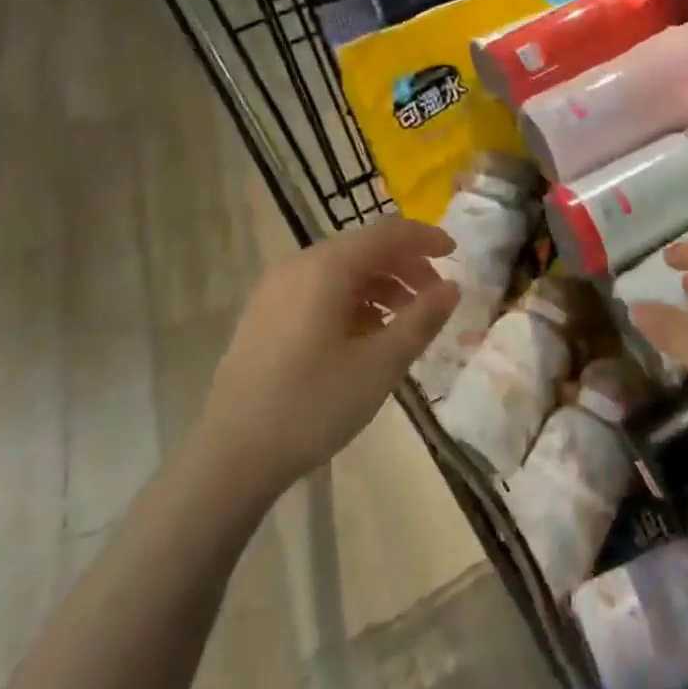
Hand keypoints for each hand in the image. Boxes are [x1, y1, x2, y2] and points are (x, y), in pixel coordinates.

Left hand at [205, 218, 459, 491]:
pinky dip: (353, 300)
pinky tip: (366, 335)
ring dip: (381, 285)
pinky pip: (319, 290)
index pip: (388, 232)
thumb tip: (452, 287)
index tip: (455, 254)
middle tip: (435, 297)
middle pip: (365, 248)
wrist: (231, 456)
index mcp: (328, 267)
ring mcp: (276, 289)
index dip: (426, 238)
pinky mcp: (265, 314)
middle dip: (406, 266)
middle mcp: (299, 265)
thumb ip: (422, 319)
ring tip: (405, 322)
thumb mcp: (381, 364)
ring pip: (342, 270)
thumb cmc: (314, 404)